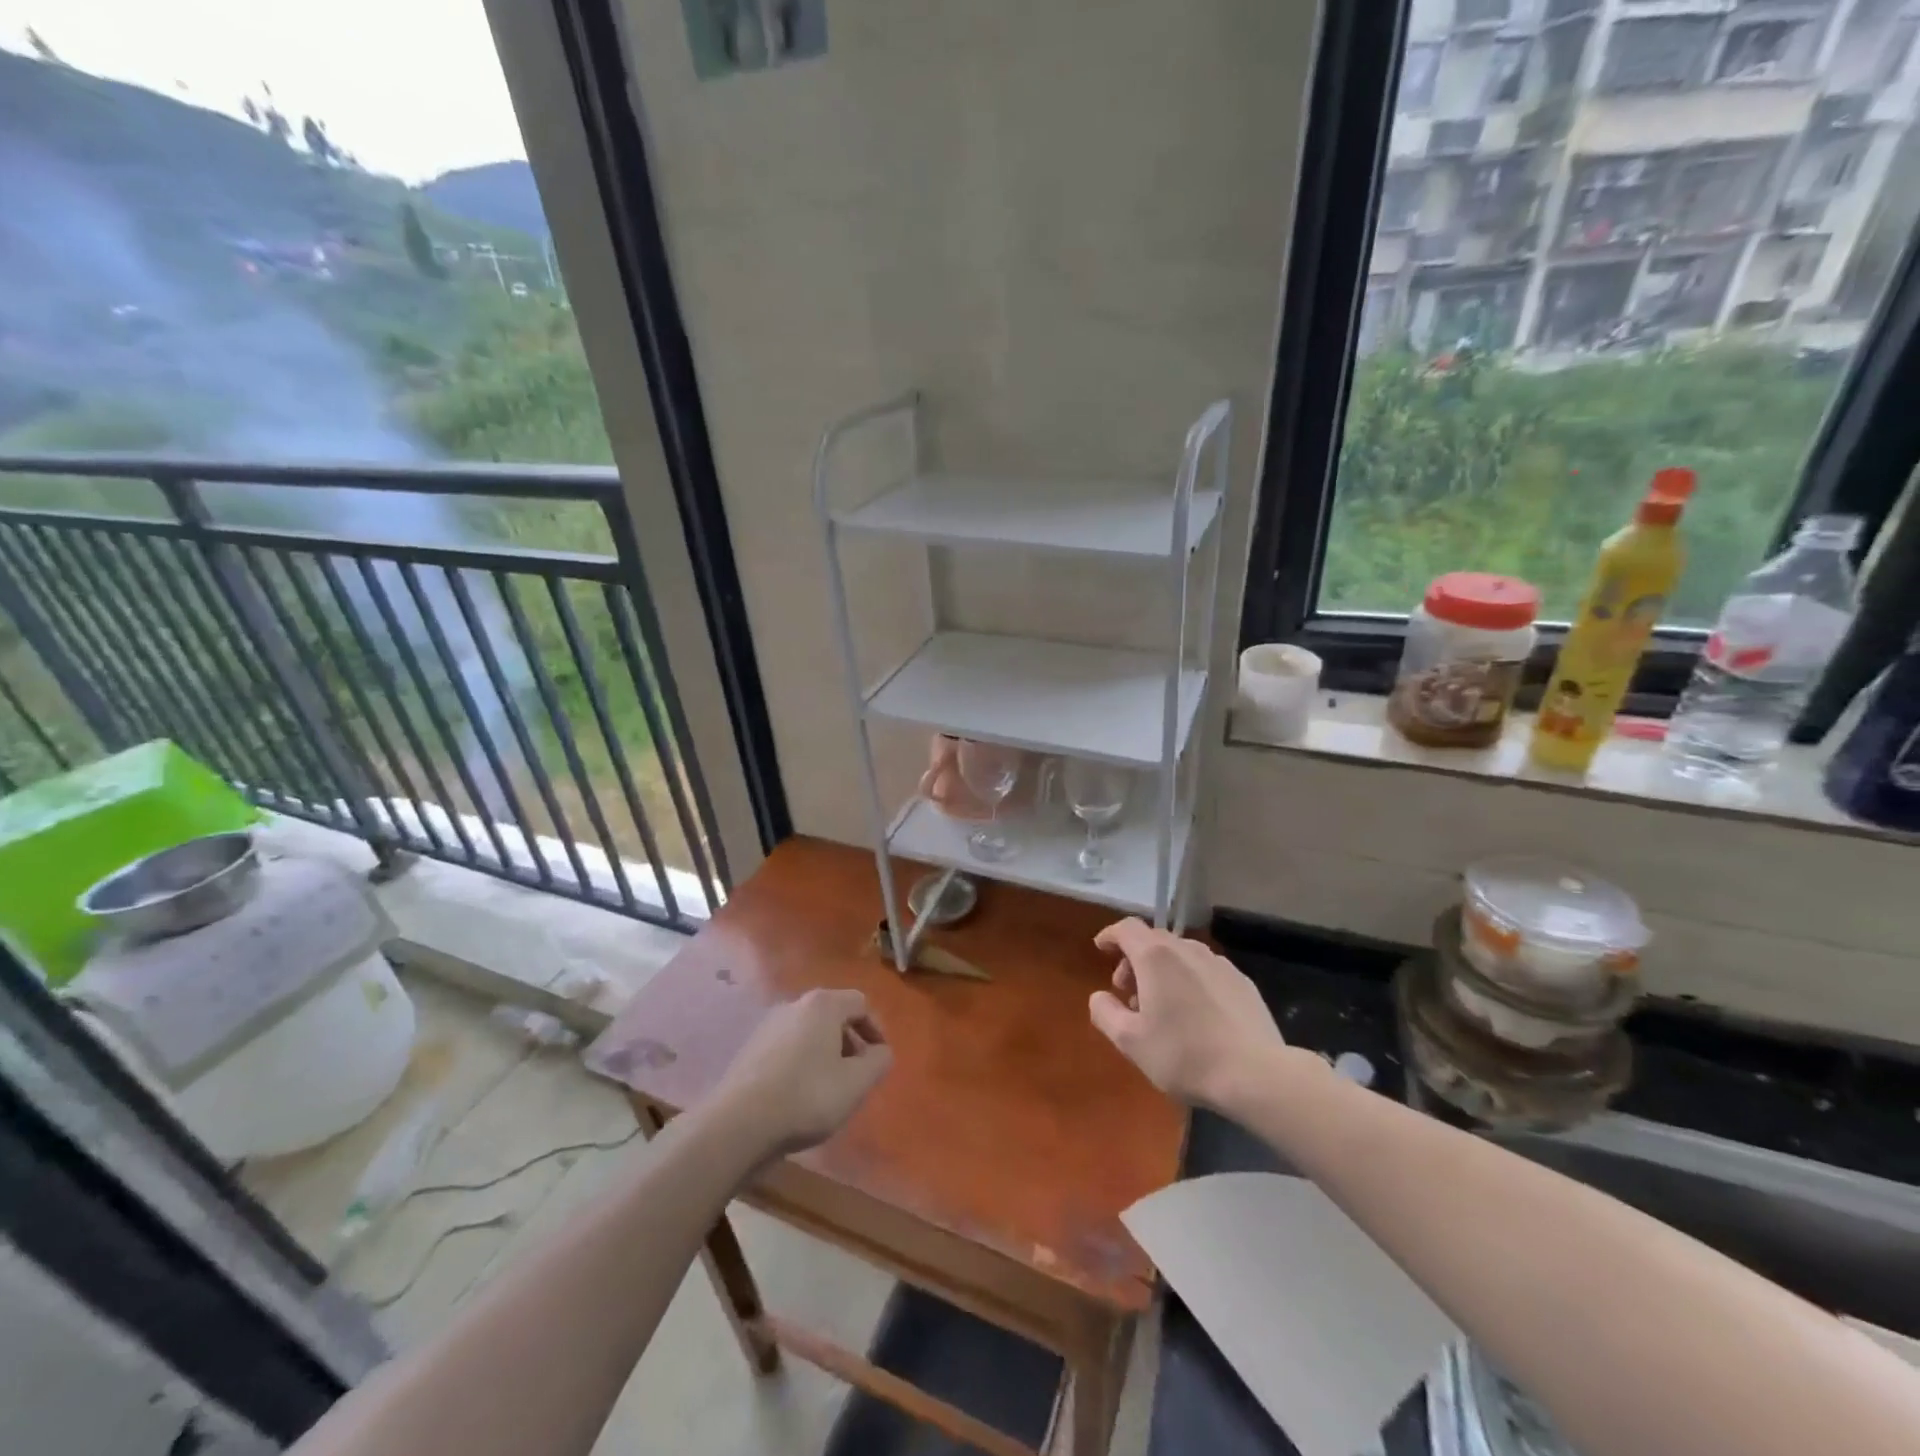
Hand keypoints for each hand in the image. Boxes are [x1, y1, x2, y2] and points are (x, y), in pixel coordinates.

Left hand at [712, 989, 892, 1160]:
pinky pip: (788, 1048)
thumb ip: (878, 1061)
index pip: (860, 1003)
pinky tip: (800, 1095)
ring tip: (830, 1088)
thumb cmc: (807, 1096)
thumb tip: (881, 1051)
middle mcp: (794, 1005)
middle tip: (857, 1074)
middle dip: (851, 1042)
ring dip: (826, 1054)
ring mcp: (768, 1026)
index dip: (876, 1029)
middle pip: (833, 1015)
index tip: (880, 1059)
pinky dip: (801, 1063)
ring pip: (809, 1032)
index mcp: (823, 1005)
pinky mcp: (750, 1049)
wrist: (738, 1124)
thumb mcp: (856, 1083)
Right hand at [1088, 918, 1288, 1111]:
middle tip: (1128, 992)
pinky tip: (1195, 1013)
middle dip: (1134, 959)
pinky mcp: (1242, 982)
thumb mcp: (1130, 1041)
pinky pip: (1205, 970)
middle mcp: (1187, 949)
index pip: (1126, 928)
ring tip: (1161, 1005)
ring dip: (1163, 970)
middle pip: (1153, 940)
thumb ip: (1105, 1013)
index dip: (1110, 935)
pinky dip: (1190, 980)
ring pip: (1181, 954)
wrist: (1257, 1074)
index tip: (1101, 948)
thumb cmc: (1184, 1055)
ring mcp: (1219, 963)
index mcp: (1155, 957)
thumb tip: (1098, 997)